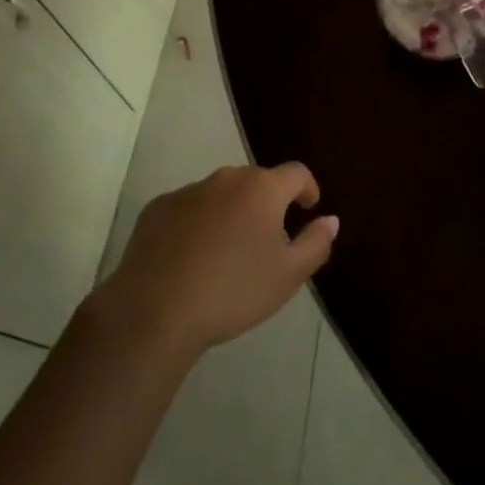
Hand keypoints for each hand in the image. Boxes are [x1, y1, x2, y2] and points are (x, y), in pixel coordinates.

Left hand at [97, 163, 337, 362]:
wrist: (155, 311)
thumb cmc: (233, 292)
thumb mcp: (288, 276)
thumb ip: (316, 243)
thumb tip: (330, 220)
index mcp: (262, 189)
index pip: (296, 173)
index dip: (307, 188)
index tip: (308, 208)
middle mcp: (226, 179)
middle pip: (256, 181)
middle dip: (267, 203)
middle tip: (268, 239)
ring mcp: (188, 190)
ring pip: (220, 194)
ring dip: (231, 212)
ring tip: (228, 252)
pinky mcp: (157, 208)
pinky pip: (188, 208)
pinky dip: (197, 223)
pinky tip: (191, 258)